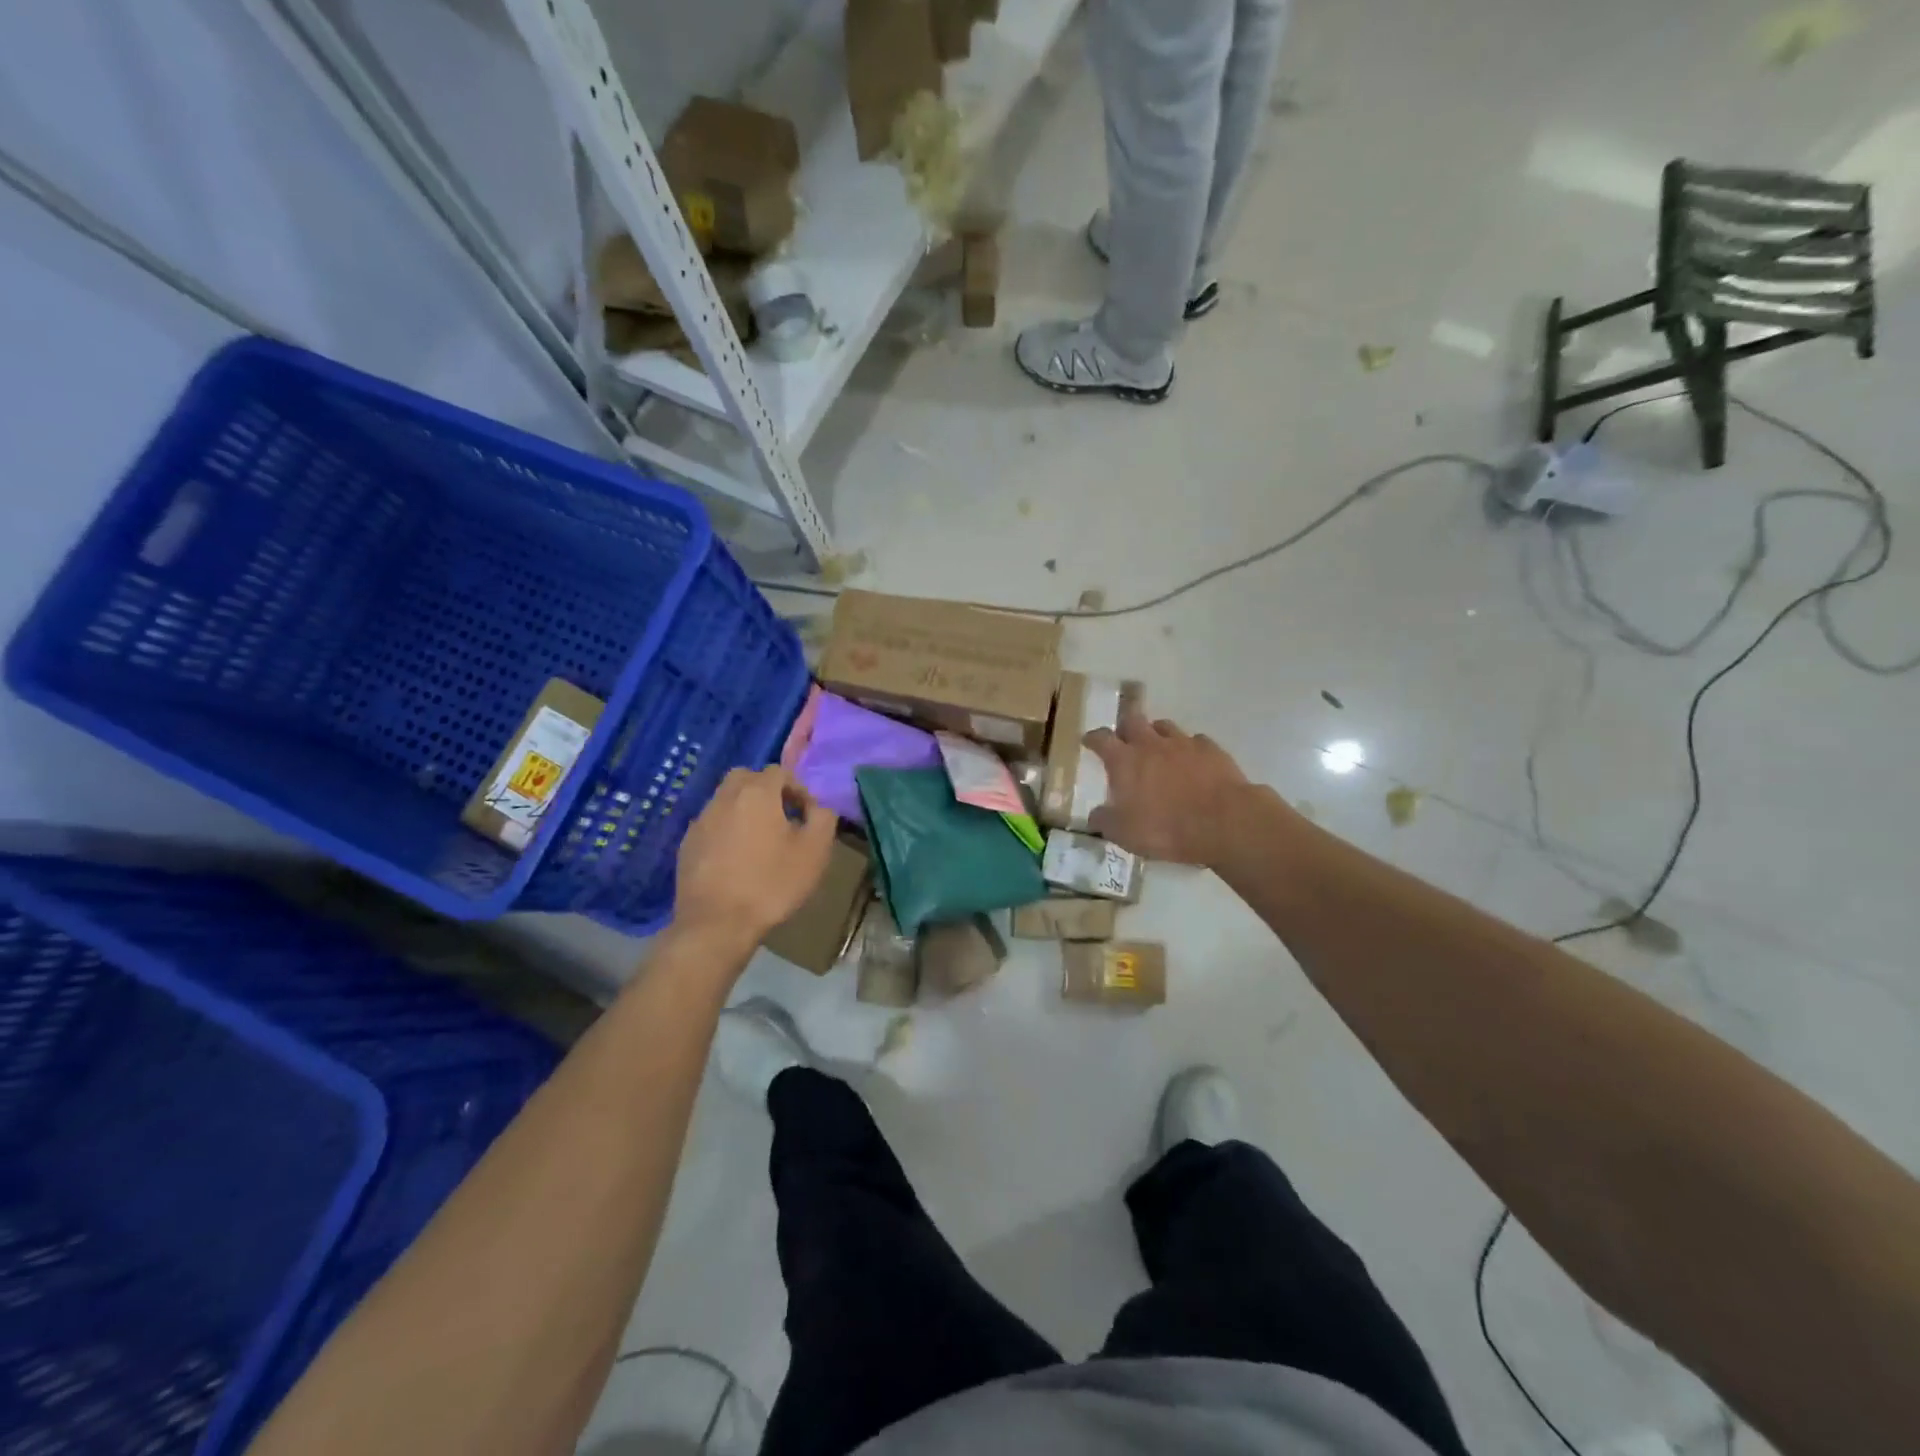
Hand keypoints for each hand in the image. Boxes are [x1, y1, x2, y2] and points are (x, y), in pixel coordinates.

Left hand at [672, 767, 837, 951]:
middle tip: (782, 818)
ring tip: (760, 841)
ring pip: (726, 800)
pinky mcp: (686, 844)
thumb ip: (823, 818)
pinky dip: (726, 830)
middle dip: (767, 791)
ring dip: (745, 810)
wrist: (716, 924)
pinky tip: (736, 859)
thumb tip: (818, 805)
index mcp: (757, 793)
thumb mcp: (814, 851)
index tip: (808, 816)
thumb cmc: (771, 883)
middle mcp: (724, 797)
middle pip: (747, 778)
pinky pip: (712, 824)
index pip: (779, 771)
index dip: (798, 789)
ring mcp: (701, 820)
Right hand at [1085, 709, 1252, 866]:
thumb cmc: (1165, 828)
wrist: (1223, 823)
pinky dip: (1189, 748)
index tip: (1089, 741)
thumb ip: (1105, 822)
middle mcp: (1151, 744)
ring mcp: (1183, 743)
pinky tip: (1192, 761)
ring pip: (1164, 726)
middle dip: (1125, 726)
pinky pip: (1195, 741)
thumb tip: (1094, 816)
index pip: (1101, 739)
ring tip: (1158, 747)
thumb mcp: (1124, 834)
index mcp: (1124, 761)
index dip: (1093, 738)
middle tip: (1124, 737)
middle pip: (1133, 719)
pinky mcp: (1211, 749)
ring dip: (1157, 734)